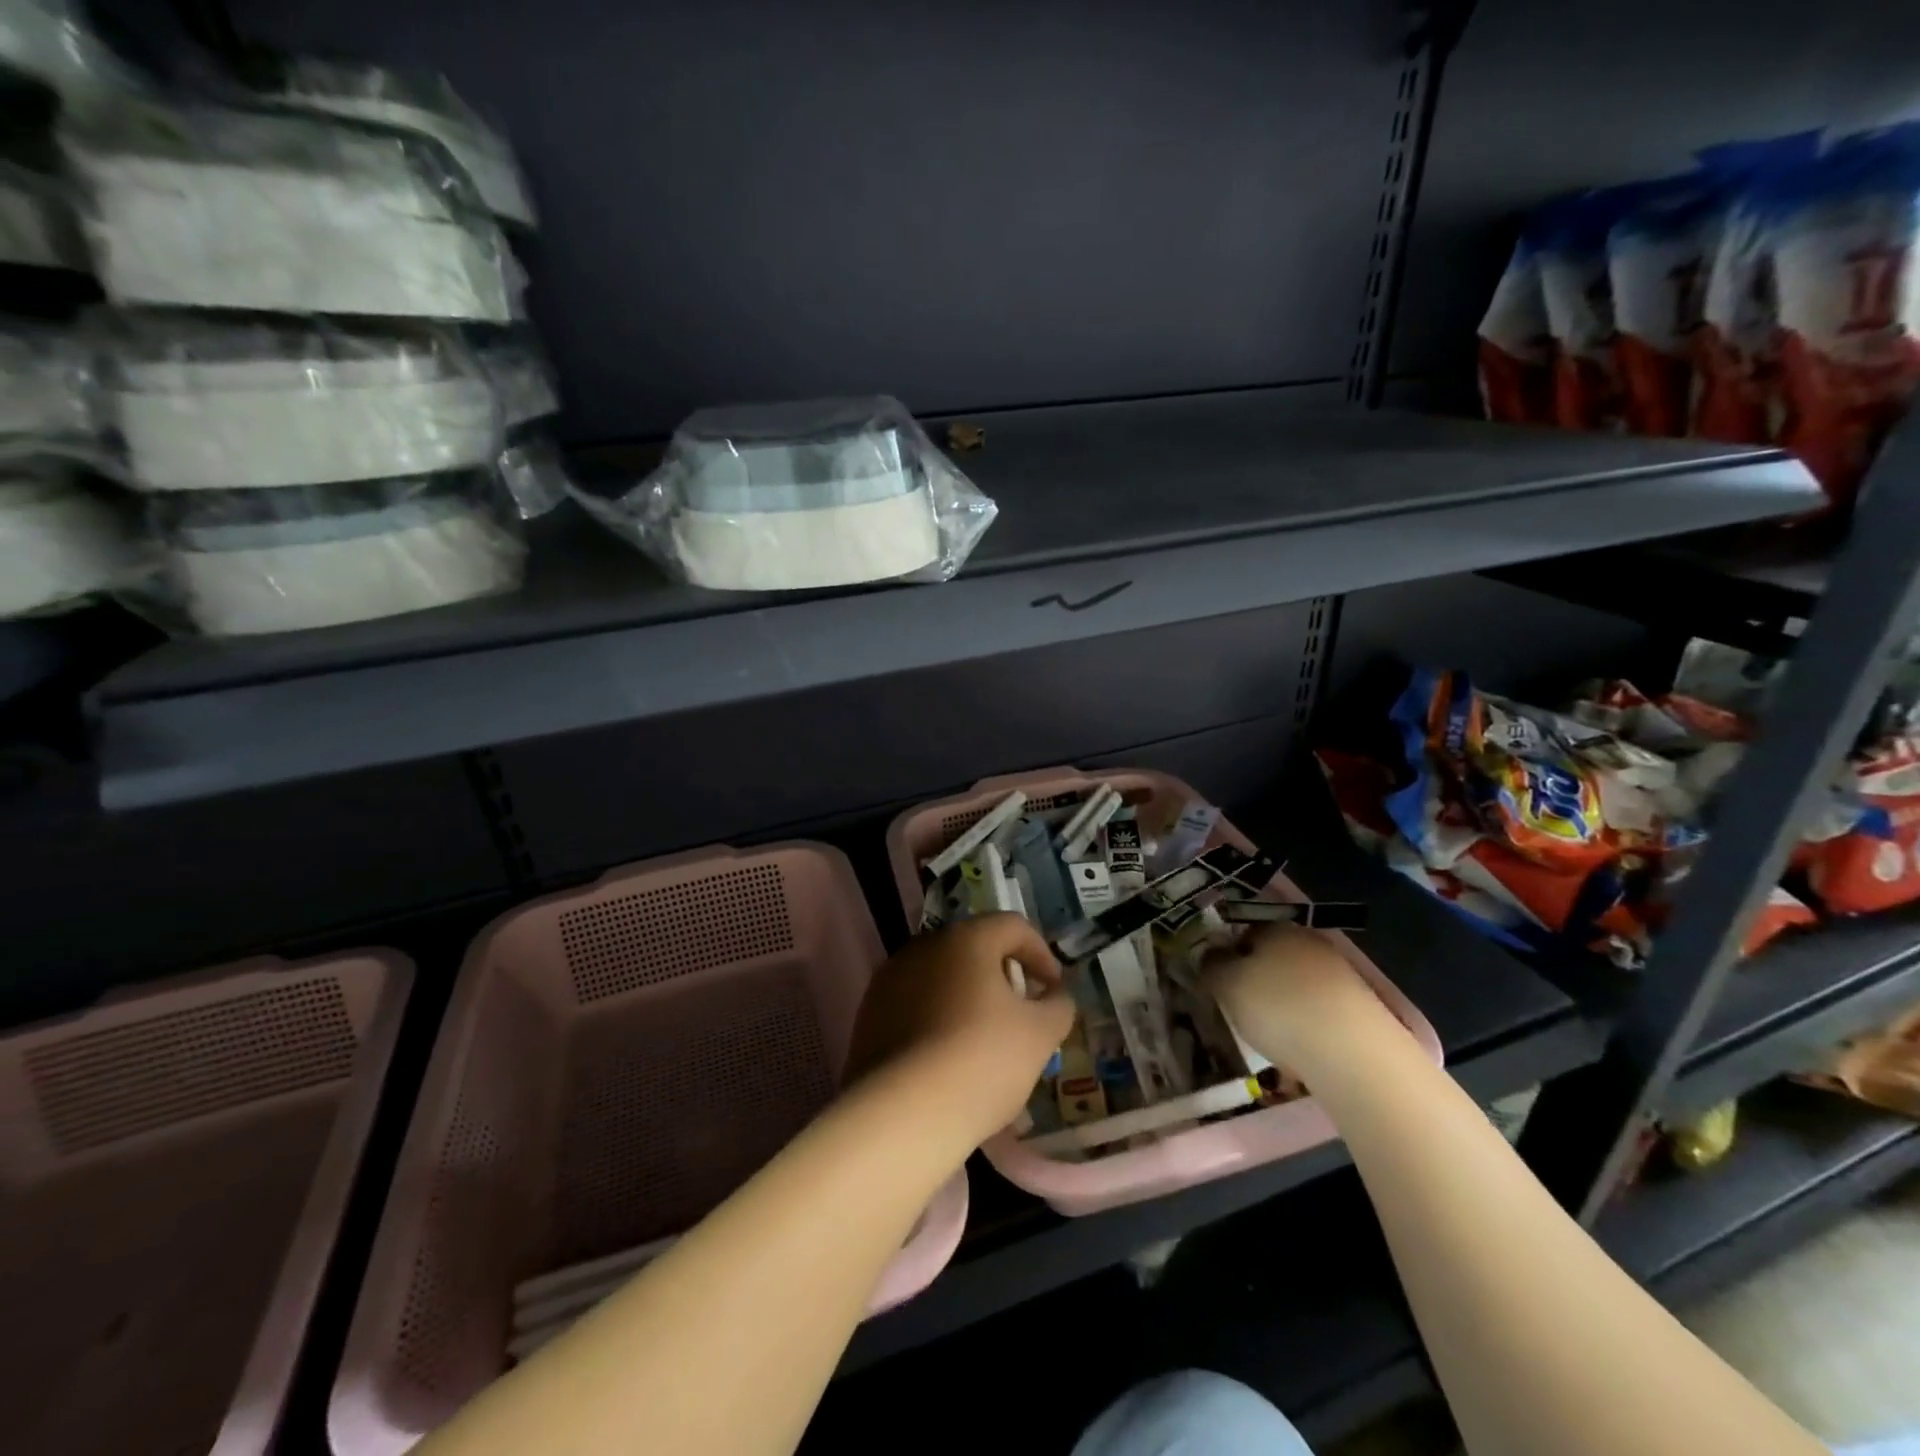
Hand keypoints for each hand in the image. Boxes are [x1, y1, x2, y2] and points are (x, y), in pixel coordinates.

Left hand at [846, 915, 1074, 1150]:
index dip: (1041, 954)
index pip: (1013, 926)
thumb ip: (1058, 1005)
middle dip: (1002, 975)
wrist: (903, 1112)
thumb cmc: (983, 1060)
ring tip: (982, 1040)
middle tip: (1020, 1013)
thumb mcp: (1040, 1034)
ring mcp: (890, 978)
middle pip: (974, 948)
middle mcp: (924, 945)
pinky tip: (945, 1057)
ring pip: (941, 976)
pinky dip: (935, 1018)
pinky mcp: (868, 1013)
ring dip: (966, 996)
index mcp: (967, 938)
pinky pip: (913, 1003)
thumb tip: (1055, 995)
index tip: (1053, 990)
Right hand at [1203, 922, 1385, 1074]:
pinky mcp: (1359, 1006)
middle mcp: (1310, 941)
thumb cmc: (1277, 1007)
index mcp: (1277, 928)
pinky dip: (1306, 1021)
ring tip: (1270, 1033)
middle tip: (1240, 1007)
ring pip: (1297, 982)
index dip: (1228, 955)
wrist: (1351, 1052)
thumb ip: (1212, 965)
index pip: (1244, 931)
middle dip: (1257, 978)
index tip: (1219, 982)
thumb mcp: (1226, 984)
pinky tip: (1300, 1044)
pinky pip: (1319, 1007)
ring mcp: (1340, 972)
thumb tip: (1210, 956)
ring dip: (1283, 1001)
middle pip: (1273, 956)